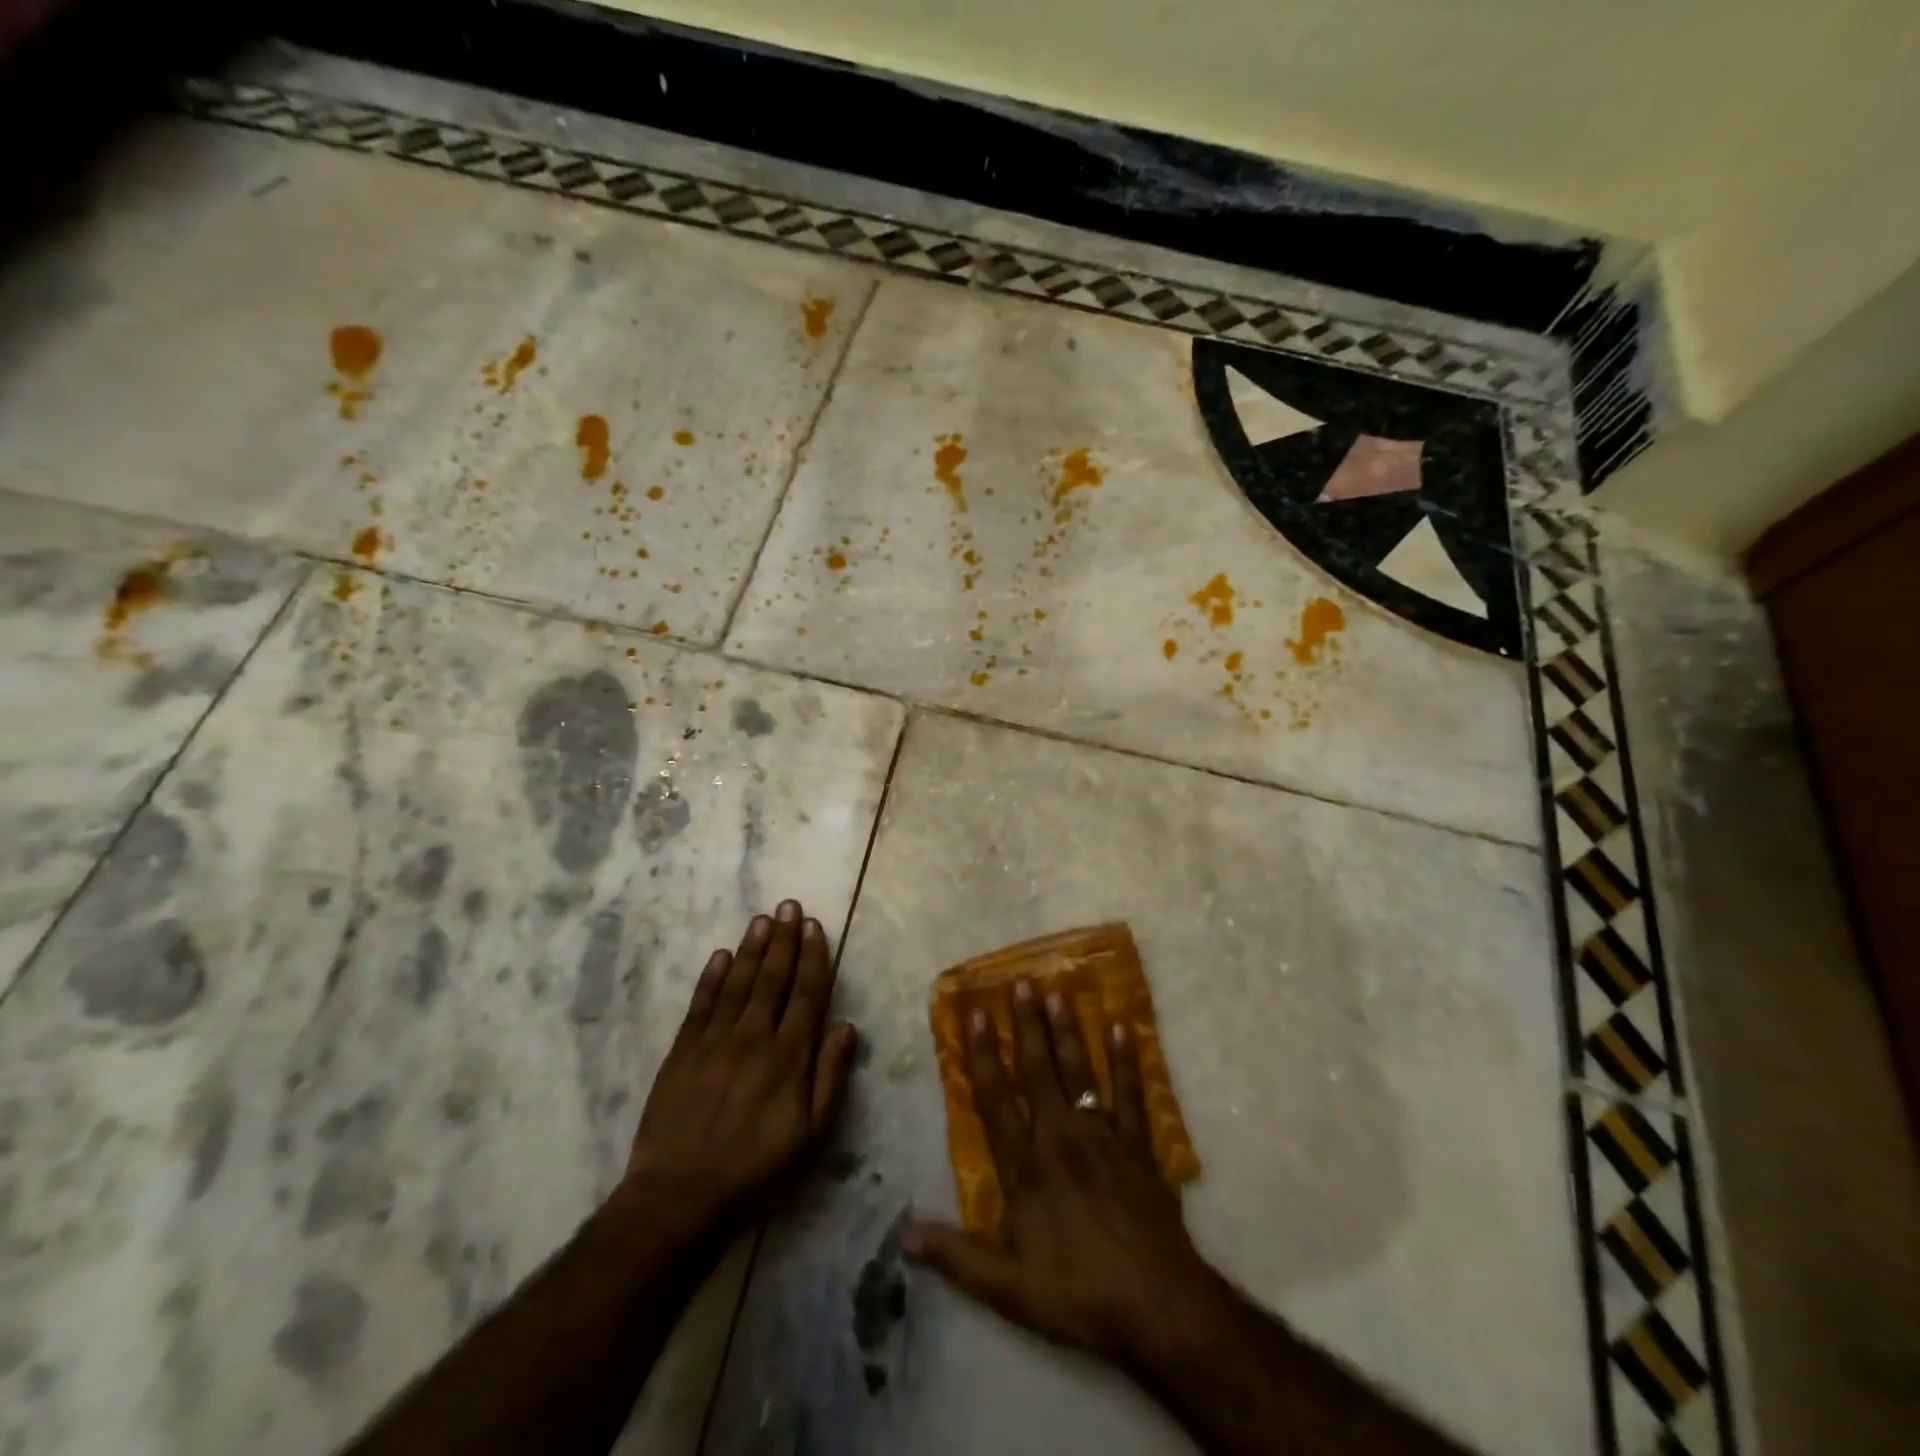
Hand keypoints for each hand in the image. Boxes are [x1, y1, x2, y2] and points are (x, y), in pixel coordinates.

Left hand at [622, 900, 858, 1244]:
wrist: (678, 1198)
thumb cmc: (756, 1173)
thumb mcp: (811, 1137)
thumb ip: (830, 1077)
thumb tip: (846, 1026)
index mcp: (788, 1056)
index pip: (806, 993)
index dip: (812, 957)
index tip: (815, 926)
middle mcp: (753, 1037)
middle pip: (772, 978)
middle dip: (783, 939)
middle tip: (788, 905)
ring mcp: (714, 1041)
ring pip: (738, 983)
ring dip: (752, 948)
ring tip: (762, 919)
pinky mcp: (682, 1052)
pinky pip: (701, 1004)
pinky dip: (712, 978)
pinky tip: (721, 956)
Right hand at [901, 978, 1220, 1366]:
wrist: (1159, 1306)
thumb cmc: (1079, 1294)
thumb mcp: (1008, 1289)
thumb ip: (956, 1256)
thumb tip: (903, 1235)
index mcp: (1026, 1167)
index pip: (996, 1100)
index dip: (982, 1055)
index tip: (974, 1013)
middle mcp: (1060, 1138)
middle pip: (1038, 1070)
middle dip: (1026, 1024)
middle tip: (1020, 981)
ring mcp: (1102, 1136)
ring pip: (1079, 1071)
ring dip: (1068, 1030)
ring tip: (1059, 990)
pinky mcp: (1138, 1145)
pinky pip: (1130, 1093)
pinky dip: (1126, 1060)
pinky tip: (1121, 1027)